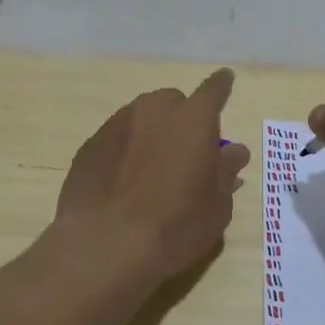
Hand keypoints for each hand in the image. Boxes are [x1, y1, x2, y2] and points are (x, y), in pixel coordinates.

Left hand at [55, 69, 250, 285]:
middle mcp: (154, 110)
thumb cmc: (175, 225)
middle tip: (185, 155)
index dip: (222, 86)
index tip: (225, 79)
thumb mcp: (216, 206)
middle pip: (174, 104)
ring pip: (142, 119)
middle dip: (182, 121)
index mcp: (193, 118)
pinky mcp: (90, 145)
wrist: (105, 246)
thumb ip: (226, 171)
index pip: (214, 90)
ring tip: (152, 173)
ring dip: (151, 135)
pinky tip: (123, 184)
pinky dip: (125, 152)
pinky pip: (117, 140)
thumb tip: (233, 151)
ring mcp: (117, 124)